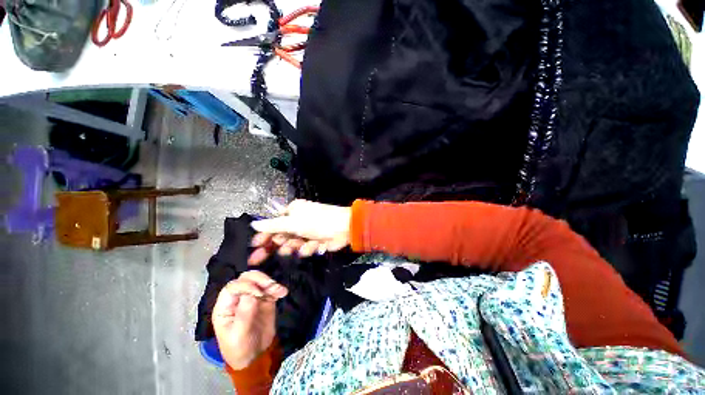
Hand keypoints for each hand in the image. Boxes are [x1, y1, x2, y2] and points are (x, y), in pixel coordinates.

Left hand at [212, 271, 287, 369]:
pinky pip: (271, 288)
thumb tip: (251, 294)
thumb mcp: (239, 336)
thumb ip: (244, 314)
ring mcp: (252, 297)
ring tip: (280, 291)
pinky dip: (277, 288)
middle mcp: (238, 298)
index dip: (245, 286)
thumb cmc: (240, 349)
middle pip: (246, 278)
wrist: (255, 356)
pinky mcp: (265, 299)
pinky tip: (283, 293)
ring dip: (270, 282)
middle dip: (259, 278)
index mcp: (225, 306)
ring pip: (259, 280)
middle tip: (271, 285)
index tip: (258, 293)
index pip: (232, 287)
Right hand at [248, 200, 351, 264]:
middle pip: (280, 236)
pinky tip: (315, 246)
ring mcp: (306, 232)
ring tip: (299, 246)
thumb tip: (253, 224)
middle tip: (257, 260)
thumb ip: (273, 225)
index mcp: (293, 211)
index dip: (263, 236)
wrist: (344, 228)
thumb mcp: (294, 222)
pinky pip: (305, 248)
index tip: (253, 247)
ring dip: (294, 247)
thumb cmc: (318, 221)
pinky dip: (308, 248)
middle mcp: (298, 220)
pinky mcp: (314, 241)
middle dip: (273, 246)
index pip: (273, 224)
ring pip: (292, 244)